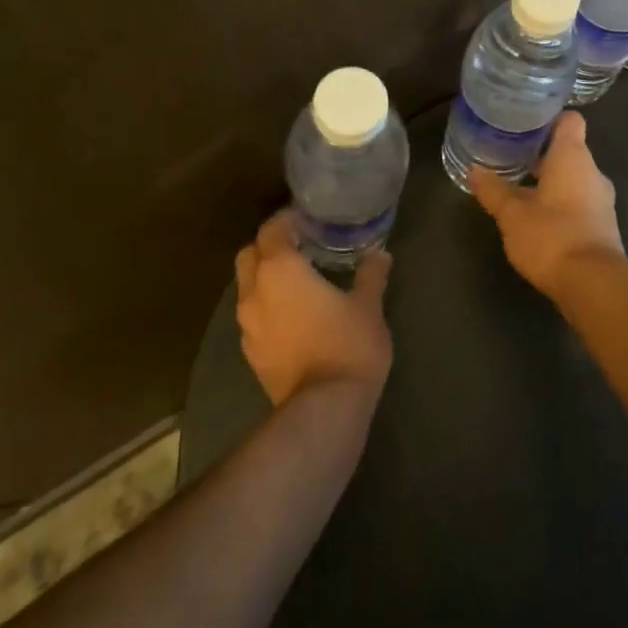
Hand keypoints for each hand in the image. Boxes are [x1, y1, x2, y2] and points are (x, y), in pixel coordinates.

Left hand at [235, 210, 392, 405]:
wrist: (324, 409)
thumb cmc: (348, 344)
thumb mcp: (368, 305)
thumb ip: (371, 275)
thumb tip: (380, 255)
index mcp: (280, 269)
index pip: (271, 229)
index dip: (286, 220)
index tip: (308, 218)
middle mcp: (255, 291)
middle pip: (249, 255)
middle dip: (269, 246)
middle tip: (300, 246)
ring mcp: (247, 325)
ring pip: (247, 287)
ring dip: (265, 277)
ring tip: (298, 281)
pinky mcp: (251, 353)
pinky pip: (253, 316)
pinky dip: (268, 306)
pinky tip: (294, 315)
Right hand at [468, 112, 625, 299]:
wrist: (594, 285)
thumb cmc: (551, 236)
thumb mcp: (512, 214)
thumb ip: (493, 190)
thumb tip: (474, 170)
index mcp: (573, 157)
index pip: (570, 120)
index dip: (549, 119)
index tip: (524, 125)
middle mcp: (592, 172)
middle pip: (570, 149)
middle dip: (542, 154)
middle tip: (512, 157)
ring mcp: (602, 200)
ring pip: (574, 178)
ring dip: (551, 181)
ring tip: (520, 188)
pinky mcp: (603, 225)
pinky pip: (580, 202)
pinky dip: (561, 204)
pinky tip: (538, 219)